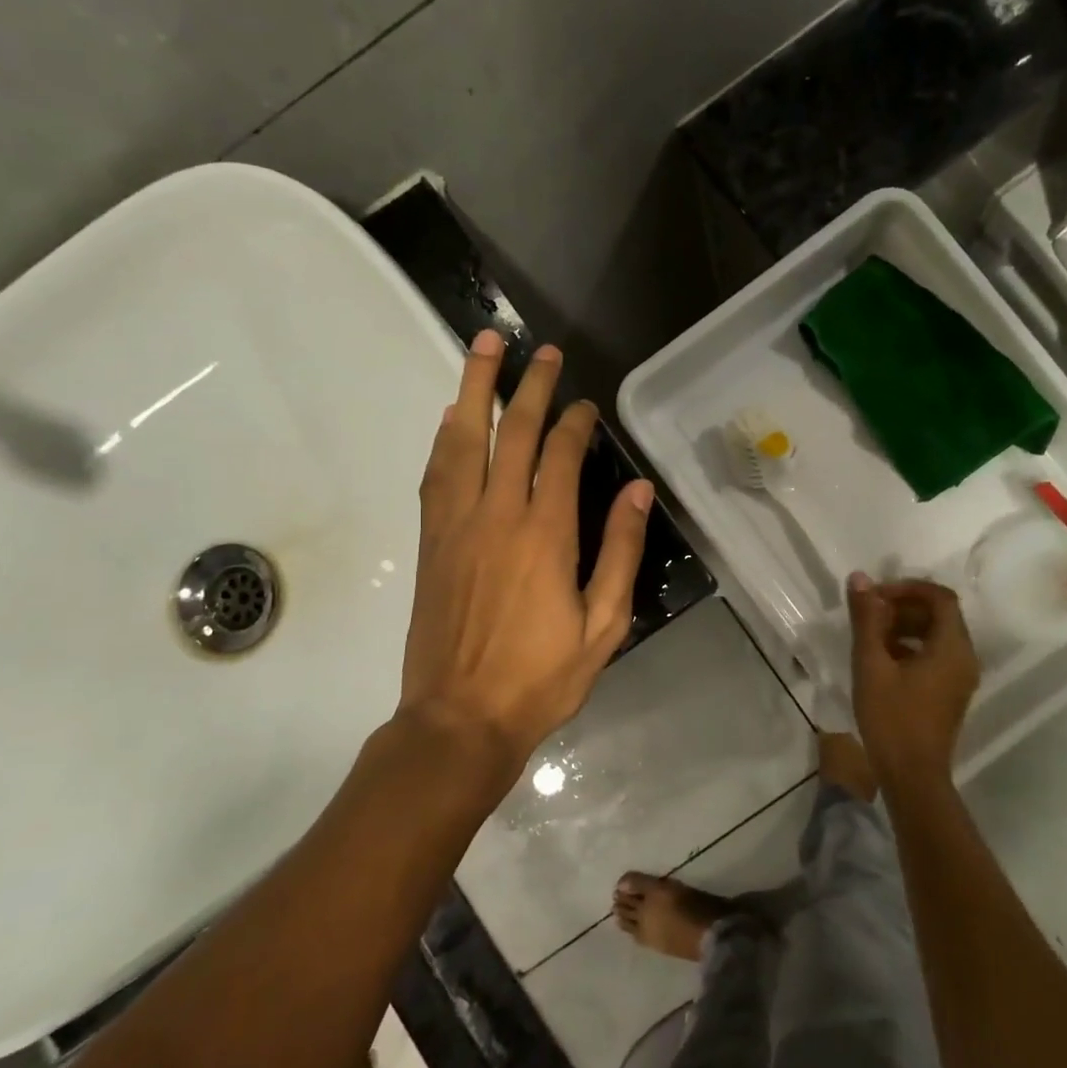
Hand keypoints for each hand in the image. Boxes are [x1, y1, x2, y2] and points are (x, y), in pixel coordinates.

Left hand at [398, 331, 653, 795]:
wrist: (460, 719)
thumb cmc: (541, 678)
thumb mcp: (604, 625)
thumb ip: (619, 552)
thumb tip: (636, 490)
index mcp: (545, 534)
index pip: (558, 455)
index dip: (574, 422)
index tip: (585, 406)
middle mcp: (496, 515)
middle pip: (510, 432)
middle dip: (527, 385)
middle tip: (539, 350)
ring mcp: (455, 525)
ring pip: (462, 440)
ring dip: (473, 389)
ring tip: (483, 348)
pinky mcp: (430, 542)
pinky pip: (435, 474)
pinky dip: (444, 438)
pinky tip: (450, 418)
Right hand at [846, 573, 980, 785]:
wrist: (912, 776)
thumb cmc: (891, 717)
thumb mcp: (871, 664)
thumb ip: (866, 619)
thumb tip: (860, 578)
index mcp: (953, 647)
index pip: (940, 597)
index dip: (907, 588)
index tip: (876, 595)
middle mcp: (965, 658)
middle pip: (940, 615)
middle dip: (903, 607)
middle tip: (869, 613)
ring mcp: (960, 678)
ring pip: (936, 636)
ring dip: (904, 627)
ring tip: (870, 635)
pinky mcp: (950, 693)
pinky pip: (935, 656)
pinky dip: (911, 647)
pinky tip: (881, 660)